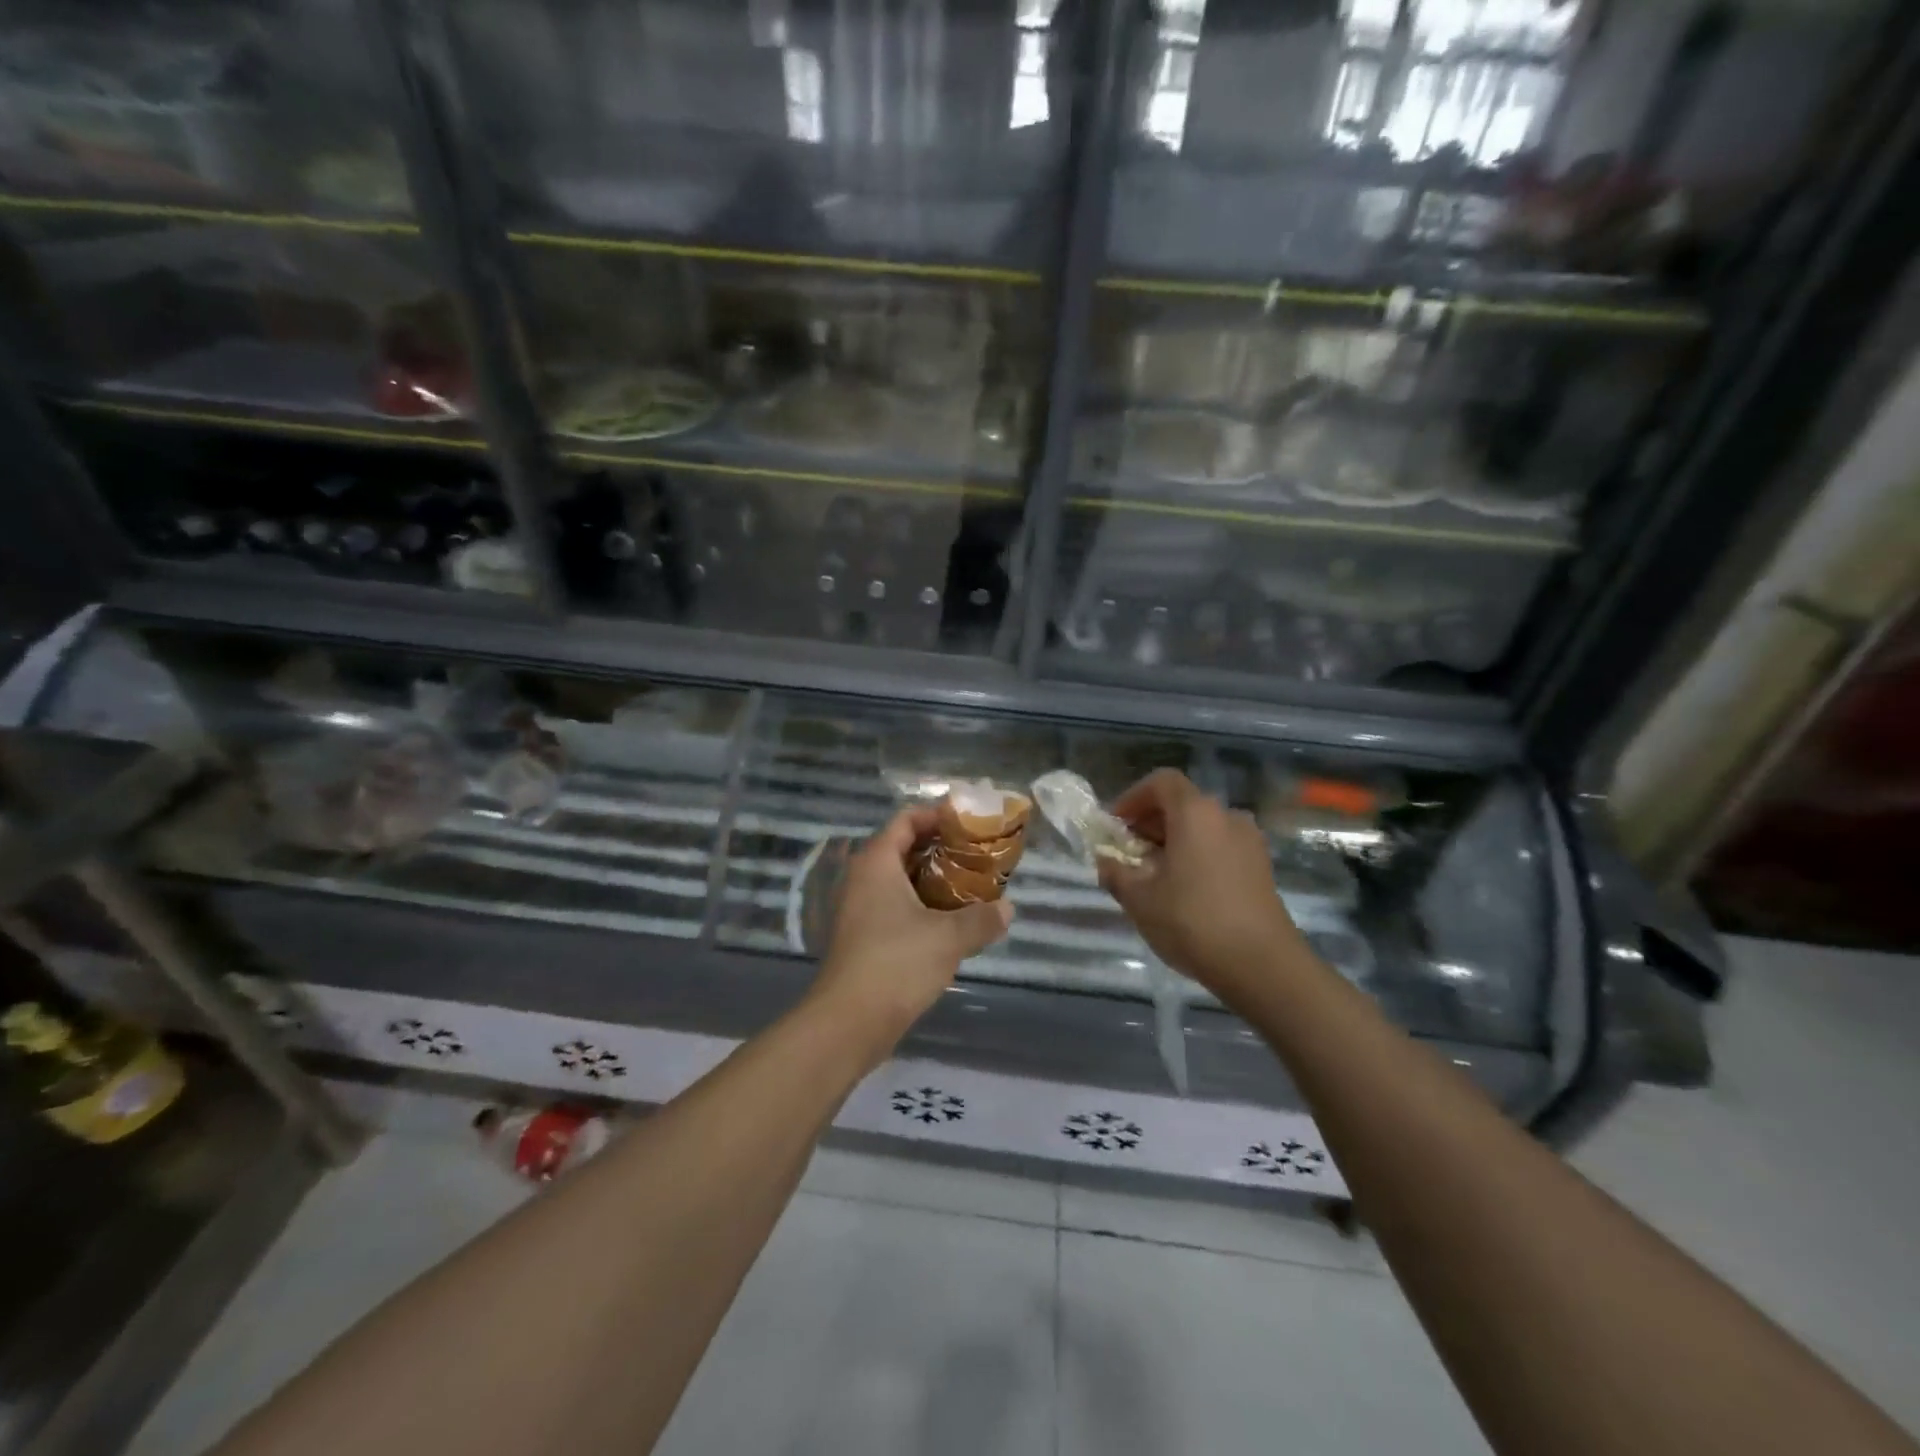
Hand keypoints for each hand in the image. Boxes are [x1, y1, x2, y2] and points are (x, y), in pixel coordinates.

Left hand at [809, 807, 1012, 1061]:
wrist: (849, 1022)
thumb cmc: (896, 964)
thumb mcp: (948, 938)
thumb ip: (981, 918)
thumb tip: (1008, 909)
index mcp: (876, 863)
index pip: (906, 820)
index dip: (937, 815)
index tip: (970, 822)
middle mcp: (863, 879)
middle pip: (904, 847)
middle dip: (941, 848)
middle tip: (978, 854)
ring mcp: (859, 909)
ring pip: (901, 880)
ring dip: (934, 880)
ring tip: (972, 885)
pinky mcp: (863, 937)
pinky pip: (896, 906)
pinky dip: (922, 904)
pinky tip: (951, 921)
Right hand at [1098, 769, 1313, 1009]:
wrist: (1263, 966)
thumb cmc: (1193, 923)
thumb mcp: (1140, 900)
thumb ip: (1116, 873)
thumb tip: (1106, 860)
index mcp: (1196, 813)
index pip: (1161, 782)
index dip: (1133, 797)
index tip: (1116, 825)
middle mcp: (1226, 817)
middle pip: (1182, 804)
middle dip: (1150, 822)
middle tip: (1128, 853)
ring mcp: (1249, 842)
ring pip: (1202, 827)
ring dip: (1174, 841)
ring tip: (1154, 875)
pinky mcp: (1261, 867)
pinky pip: (1220, 847)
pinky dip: (1197, 855)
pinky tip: (1184, 891)